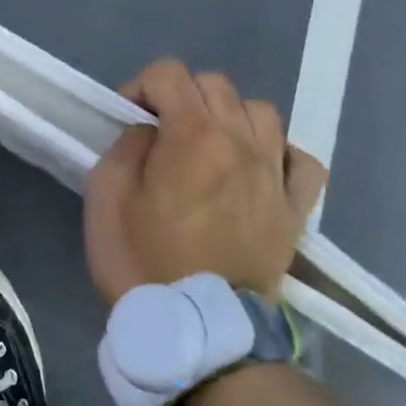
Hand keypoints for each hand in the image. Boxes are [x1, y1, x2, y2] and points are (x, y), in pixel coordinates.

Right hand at [84, 59, 327, 304]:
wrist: (199, 332)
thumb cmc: (140, 261)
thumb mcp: (105, 197)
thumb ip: (125, 147)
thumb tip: (149, 132)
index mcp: (192, 136)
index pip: (170, 74)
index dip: (140, 87)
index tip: (126, 119)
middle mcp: (241, 143)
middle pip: (215, 85)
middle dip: (180, 97)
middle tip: (159, 133)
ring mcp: (274, 176)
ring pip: (261, 111)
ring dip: (227, 116)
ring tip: (206, 146)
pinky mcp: (294, 210)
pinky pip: (300, 160)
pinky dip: (277, 152)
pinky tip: (255, 167)